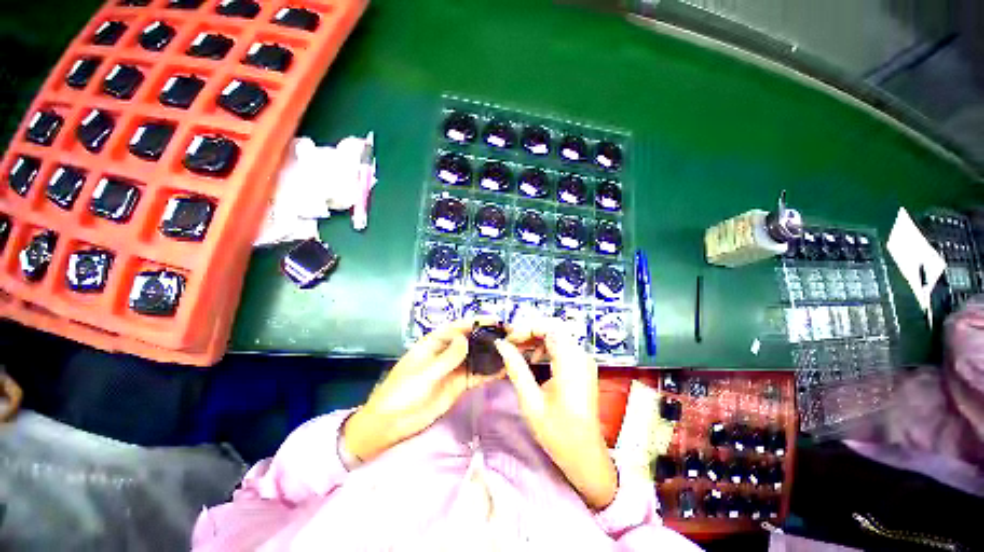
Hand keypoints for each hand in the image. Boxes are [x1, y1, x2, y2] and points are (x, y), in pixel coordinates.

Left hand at [343, 318, 497, 461]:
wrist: (391, 424)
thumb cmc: (402, 392)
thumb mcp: (424, 373)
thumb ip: (447, 357)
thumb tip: (466, 338)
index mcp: (435, 342)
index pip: (459, 327)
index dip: (478, 322)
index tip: (497, 321)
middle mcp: (447, 352)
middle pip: (472, 341)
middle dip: (489, 337)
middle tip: (511, 336)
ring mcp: (454, 369)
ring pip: (477, 357)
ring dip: (492, 354)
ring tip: (513, 350)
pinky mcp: (459, 385)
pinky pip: (476, 375)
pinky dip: (489, 372)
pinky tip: (504, 369)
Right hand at [495, 320, 617, 510]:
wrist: (586, 457)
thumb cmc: (558, 433)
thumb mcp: (531, 401)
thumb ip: (516, 367)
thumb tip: (501, 345)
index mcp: (571, 362)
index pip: (548, 327)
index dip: (526, 328)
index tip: (508, 340)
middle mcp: (581, 355)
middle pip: (553, 328)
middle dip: (529, 332)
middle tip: (509, 344)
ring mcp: (584, 360)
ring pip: (557, 336)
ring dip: (535, 339)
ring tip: (517, 351)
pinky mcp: (582, 367)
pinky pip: (562, 347)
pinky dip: (545, 348)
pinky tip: (533, 360)